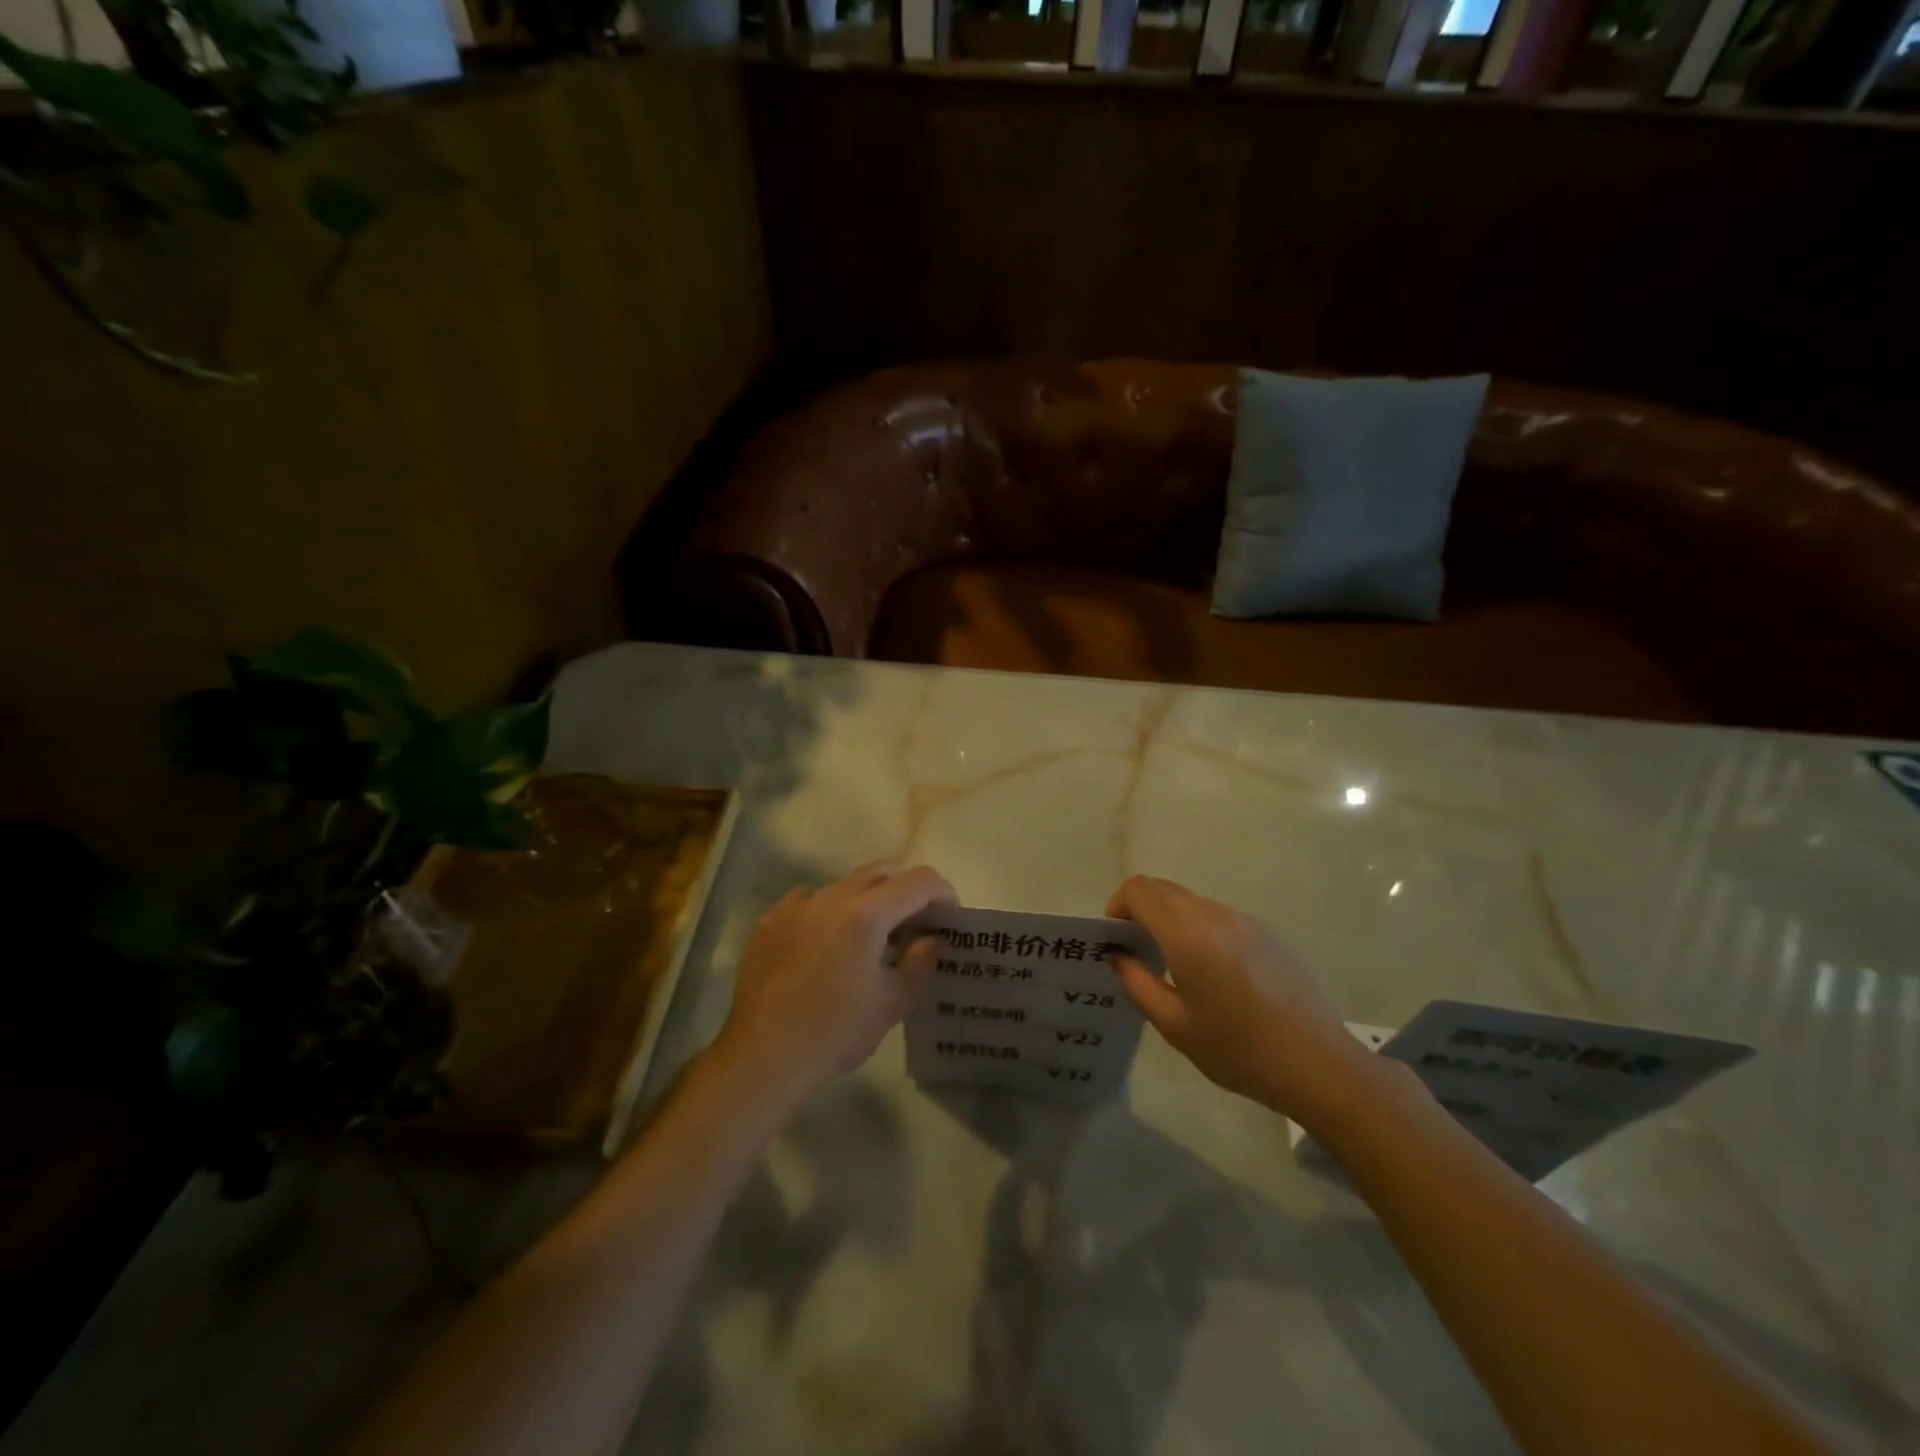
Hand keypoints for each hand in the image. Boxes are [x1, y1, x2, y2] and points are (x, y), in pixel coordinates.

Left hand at [714, 862, 955, 1104]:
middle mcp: (829, 897)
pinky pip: (807, 902)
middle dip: (904, 892)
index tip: (948, 917)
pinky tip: (823, 948)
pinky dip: (826, 914)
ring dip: (864, 902)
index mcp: (865, 915)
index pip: (918, 881)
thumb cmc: (834, 1034)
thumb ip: (919, 964)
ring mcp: (794, 906)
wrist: (762, 1059)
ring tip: (864, 941)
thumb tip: (928, 940)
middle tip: (911, 927)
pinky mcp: (768, 921)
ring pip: (842, 886)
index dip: (943, 892)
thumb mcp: (891, 1004)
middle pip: (880, 873)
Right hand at [1106, 875, 1380, 1123]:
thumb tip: (1119, 955)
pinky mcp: (1266, 933)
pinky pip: (1218, 917)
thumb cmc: (1238, 1049)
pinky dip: (1198, 929)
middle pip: (1163, 889)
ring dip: (1170, 920)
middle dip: (1140, 910)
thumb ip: (1137, 983)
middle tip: (1137, 952)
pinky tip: (1213, 975)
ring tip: (1174, 966)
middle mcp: (1214, 915)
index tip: (1116, 940)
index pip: (1139, 889)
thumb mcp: (1174, 1025)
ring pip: (1191, 901)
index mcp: (1187, 933)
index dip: (1118, 906)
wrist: (1319, 1065)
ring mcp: (1244, 921)